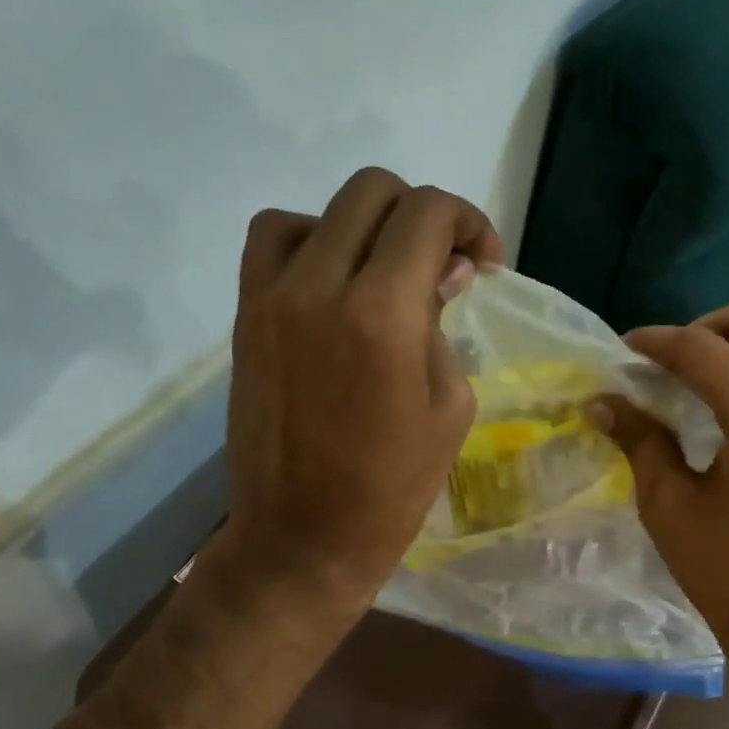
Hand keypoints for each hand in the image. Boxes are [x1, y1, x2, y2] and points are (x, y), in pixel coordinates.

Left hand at [208, 167, 501, 620]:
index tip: (482, 263)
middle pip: (373, 192)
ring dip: (364, 225)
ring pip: (319, 210)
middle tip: (441, 265)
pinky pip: (273, 243)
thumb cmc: (392, 488)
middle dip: (421, 216)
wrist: (303, 537)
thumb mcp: (449, 407)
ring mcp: (272, 297)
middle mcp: (320, 284)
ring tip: (383, 273)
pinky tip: (333, 286)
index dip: (467, 222)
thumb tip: (442, 273)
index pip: (427, 213)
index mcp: (383, 312)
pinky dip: (310, 243)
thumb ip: (443, 326)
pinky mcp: (246, 317)